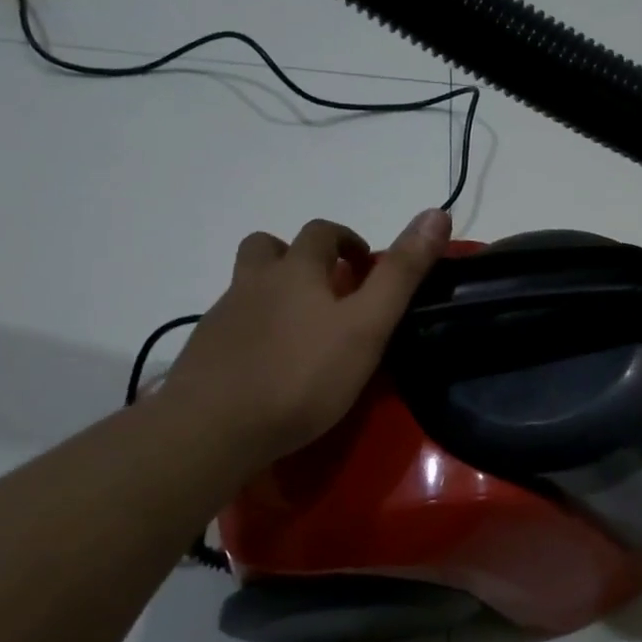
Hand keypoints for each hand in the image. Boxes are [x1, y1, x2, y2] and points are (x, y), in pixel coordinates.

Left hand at [159, 208, 452, 466]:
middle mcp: (254, 282)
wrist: (214, 429)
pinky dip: (252, 328)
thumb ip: (401, 273)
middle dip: (302, 256)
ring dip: (271, 288)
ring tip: (297, 323)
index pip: (321, 232)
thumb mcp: (368, 325)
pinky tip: (267, 362)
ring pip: (246, 284)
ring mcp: (223, 317)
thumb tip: (437, 213)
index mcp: (296, 270)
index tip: (364, 266)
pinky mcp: (205, 352)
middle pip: (269, 247)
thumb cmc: (302, 375)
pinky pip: (231, 324)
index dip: (346, 240)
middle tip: (330, 290)